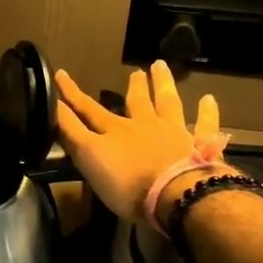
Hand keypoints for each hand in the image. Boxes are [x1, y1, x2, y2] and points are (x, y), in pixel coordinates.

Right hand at [55, 60, 229, 226]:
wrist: (177, 196)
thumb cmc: (128, 183)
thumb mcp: (90, 158)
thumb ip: (72, 133)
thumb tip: (53, 107)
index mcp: (115, 131)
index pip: (87, 110)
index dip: (71, 94)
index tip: (61, 74)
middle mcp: (144, 125)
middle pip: (136, 102)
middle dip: (132, 86)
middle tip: (135, 71)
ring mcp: (174, 133)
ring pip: (168, 103)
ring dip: (163, 85)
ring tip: (161, 67)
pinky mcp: (199, 147)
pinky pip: (205, 126)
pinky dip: (207, 112)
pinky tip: (209, 99)